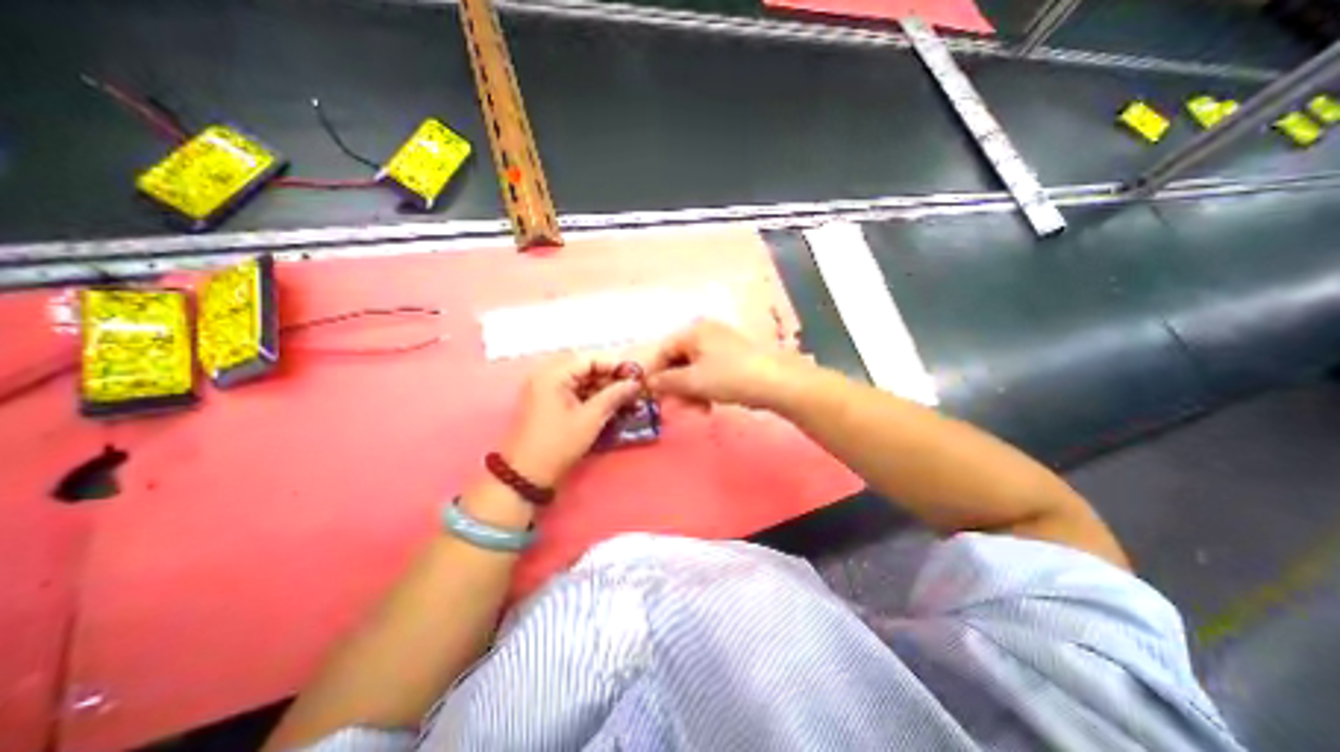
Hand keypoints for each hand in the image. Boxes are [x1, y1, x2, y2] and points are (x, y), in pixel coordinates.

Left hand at [505, 354, 646, 486]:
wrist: (526, 475)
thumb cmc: (558, 444)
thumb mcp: (590, 419)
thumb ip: (614, 396)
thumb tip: (635, 383)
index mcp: (553, 374)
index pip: (590, 358)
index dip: (614, 365)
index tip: (636, 376)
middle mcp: (546, 375)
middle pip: (585, 367)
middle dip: (609, 377)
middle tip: (632, 388)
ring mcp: (545, 388)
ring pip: (580, 379)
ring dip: (602, 387)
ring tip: (624, 398)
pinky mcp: (547, 402)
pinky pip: (573, 391)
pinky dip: (591, 396)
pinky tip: (609, 405)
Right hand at [650, 317, 804, 410]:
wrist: (776, 382)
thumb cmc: (729, 377)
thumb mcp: (693, 381)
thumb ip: (667, 382)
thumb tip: (649, 383)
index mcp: (694, 332)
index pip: (664, 350)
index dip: (654, 373)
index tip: (650, 394)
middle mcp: (706, 333)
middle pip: (680, 361)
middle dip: (675, 387)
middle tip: (674, 407)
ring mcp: (722, 345)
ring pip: (695, 370)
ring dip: (690, 392)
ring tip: (695, 411)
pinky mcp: (734, 358)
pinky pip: (710, 372)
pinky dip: (705, 389)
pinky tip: (707, 406)